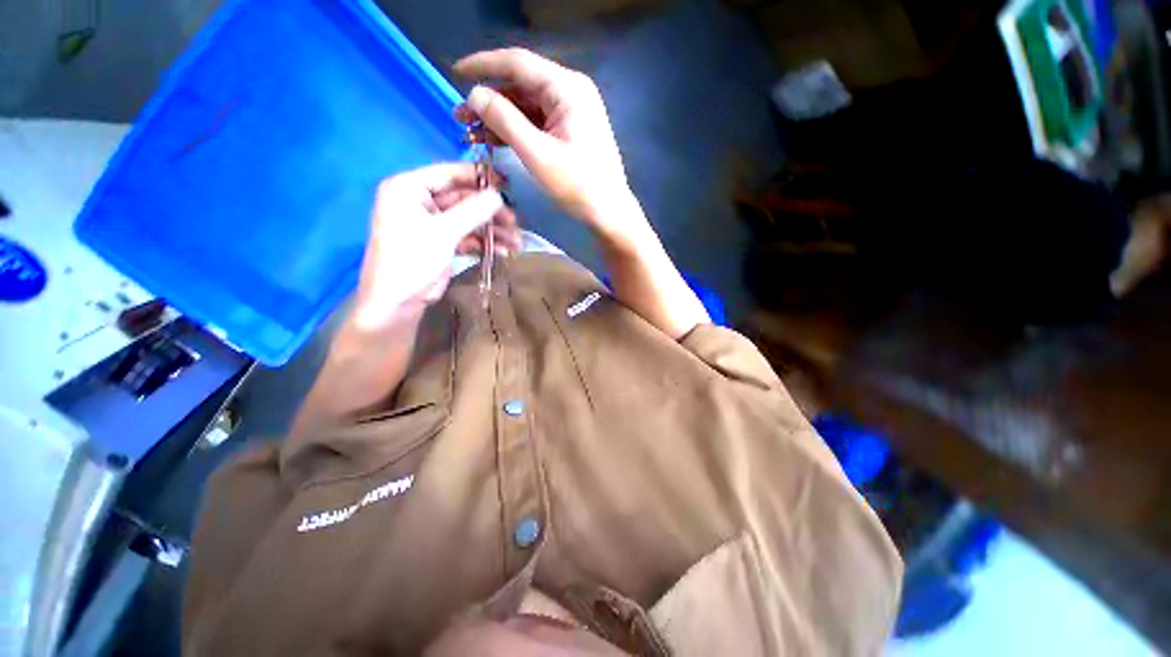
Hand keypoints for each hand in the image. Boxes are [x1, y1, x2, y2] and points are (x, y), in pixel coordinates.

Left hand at [351, 163, 518, 332]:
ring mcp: (433, 224)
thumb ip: (472, 211)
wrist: (398, 302)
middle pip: (464, 199)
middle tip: (515, 221)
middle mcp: (421, 202)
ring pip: (470, 220)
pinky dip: (485, 243)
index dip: (479, 177)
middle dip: (490, 212)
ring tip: (516, 242)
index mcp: (409, 188)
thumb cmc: (412, 260)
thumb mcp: (443, 232)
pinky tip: (503, 251)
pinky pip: (468, 237)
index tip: (506, 184)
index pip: (449, 174)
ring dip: (493, 231)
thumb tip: (500, 196)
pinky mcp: (443, 242)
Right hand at [454, 48, 643, 247]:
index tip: (455, 72)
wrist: (608, 211)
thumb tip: (475, 95)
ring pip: (526, 106)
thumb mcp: (537, 154)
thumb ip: (504, 121)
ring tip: (472, 134)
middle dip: (489, 101)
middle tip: (460, 118)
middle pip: (521, 86)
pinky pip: (537, 123)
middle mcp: (570, 92)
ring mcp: (571, 112)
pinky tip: (494, 141)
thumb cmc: (578, 185)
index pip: (518, 64)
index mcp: (567, 89)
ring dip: (499, 118)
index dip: (483, 65)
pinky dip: (516, 131)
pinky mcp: (569, 130)